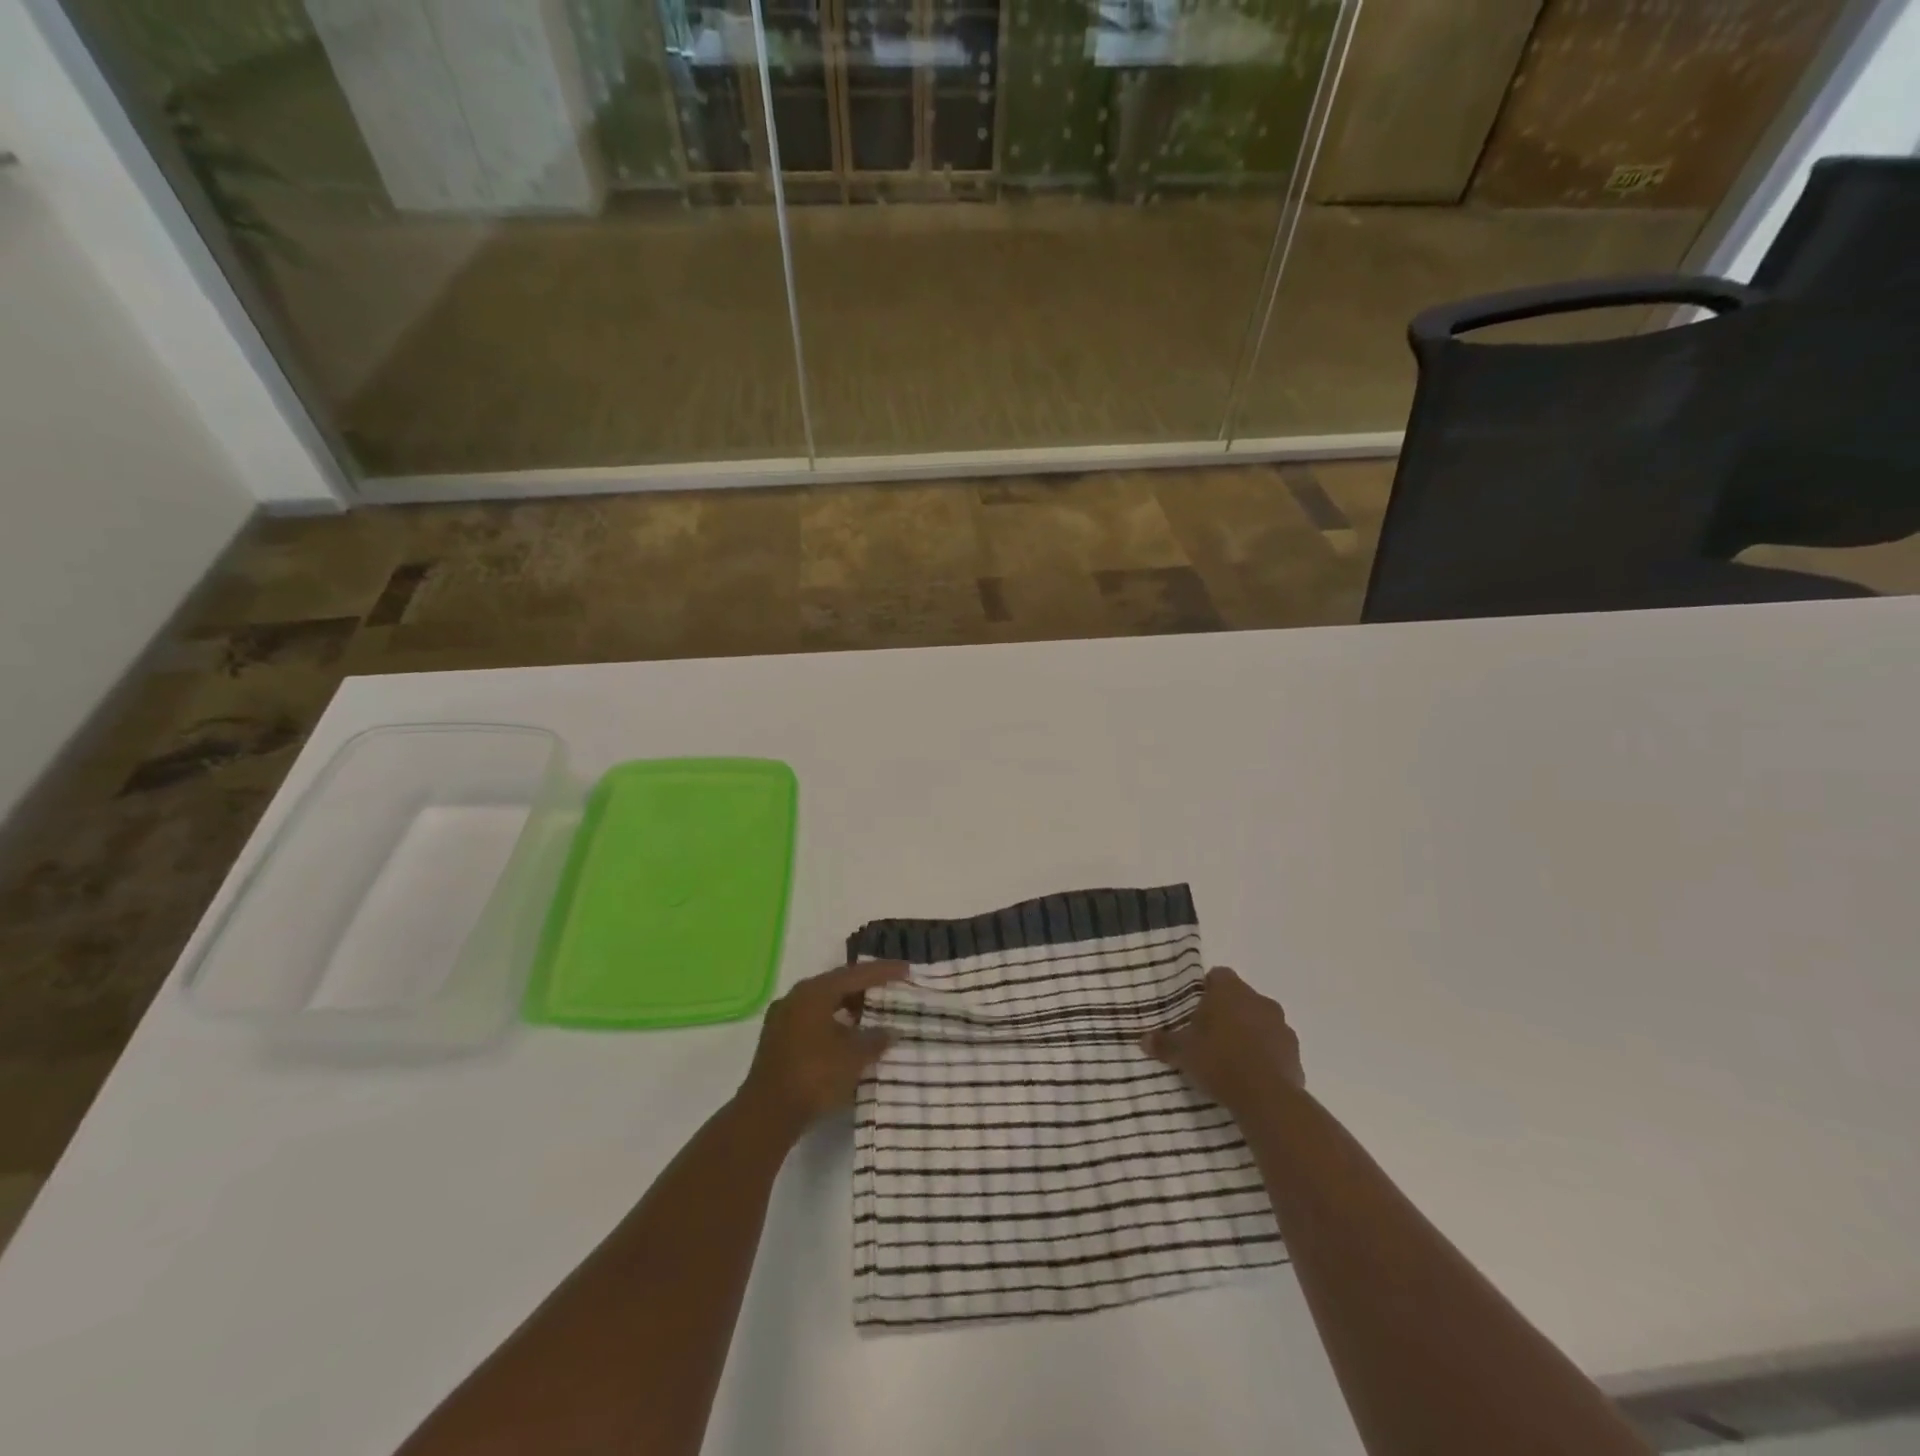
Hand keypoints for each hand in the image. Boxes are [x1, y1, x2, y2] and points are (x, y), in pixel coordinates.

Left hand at [736, 960, 907, 1136]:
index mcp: (815, 991)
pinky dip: (833, 1022)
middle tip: (889, 989)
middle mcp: (796, 997)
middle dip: (864, 987)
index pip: (856, 974)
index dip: (883, 971)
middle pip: (837, 984)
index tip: (906, 969)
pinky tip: (846, 1037)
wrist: (767, 1114)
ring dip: (848, 1007)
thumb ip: (876, 1039)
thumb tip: (891, 1031)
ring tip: (872, 1015)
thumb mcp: (853, 1057)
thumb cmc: (814, 1075)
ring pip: (823, 1003)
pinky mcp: (778, 1039)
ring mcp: (783, 1018)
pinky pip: (812, 1020)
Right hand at [1143, 966, 1303, 1114]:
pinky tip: (1252, 1074)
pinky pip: (1276, 1045)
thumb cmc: (1218, 1061)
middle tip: (1210, 1034)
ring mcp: (1281, 1025)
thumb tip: (1143, 1039)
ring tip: (1232, 1057)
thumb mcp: (1183, 1053)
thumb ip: (1164, 1043)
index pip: (1218, 975)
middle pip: (1241, 998)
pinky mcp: (1295, 1051)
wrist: (1266, 1096)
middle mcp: (1259, 1000)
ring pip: (1261, 1020)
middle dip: (1228, 1012)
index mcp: (1230, 991)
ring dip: (1249, 1032)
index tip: (1196, 1009)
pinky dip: (1266, 1054)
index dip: (1207, 989)